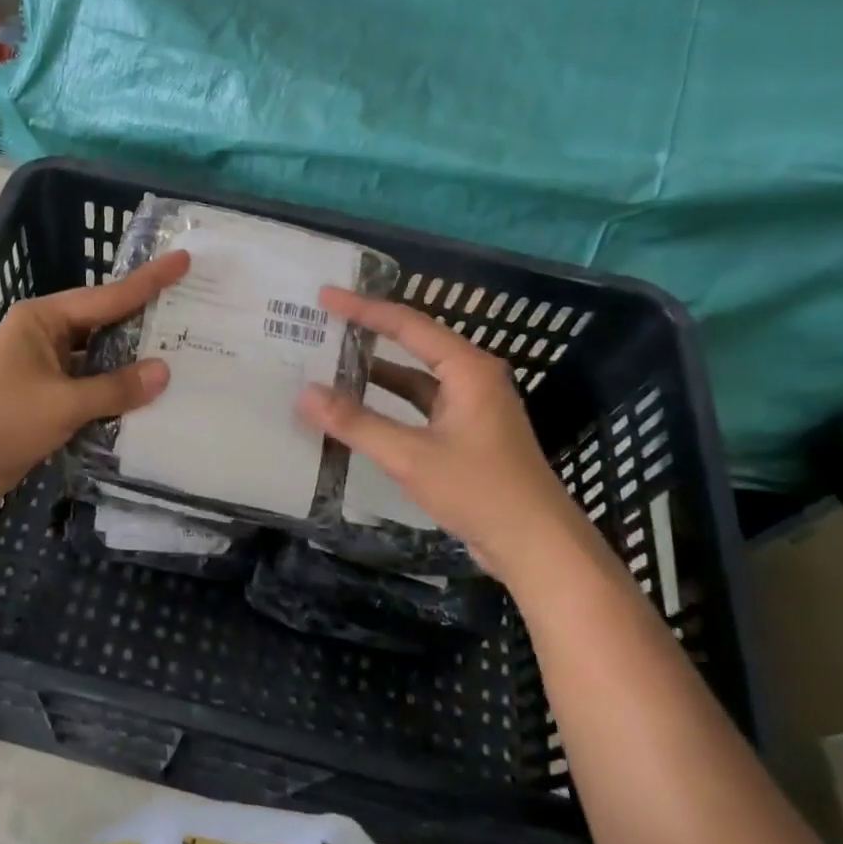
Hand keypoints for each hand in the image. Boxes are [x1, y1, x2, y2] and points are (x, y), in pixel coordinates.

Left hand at [0, 251, 190, 505]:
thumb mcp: (61, 403)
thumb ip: (114, 388)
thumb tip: (164, 371)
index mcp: (43, 320)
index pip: (107, 297)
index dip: (148, 281)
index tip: (183, 261)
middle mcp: (45, 338)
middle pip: (104, 325)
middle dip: (144, 323)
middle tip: (192, 312)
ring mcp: (45, 371)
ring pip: (98, 361)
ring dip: (131, 365)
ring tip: (182, 357)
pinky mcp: (45, 402)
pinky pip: (89, 391)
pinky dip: (114, 396)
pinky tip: (149, 401)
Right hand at [296, 288, 598, 581]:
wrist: (537, 547)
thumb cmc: (480, 491)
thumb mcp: (412, 456)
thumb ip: (357, 423)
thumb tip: (305, 394)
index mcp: (467, 369)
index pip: (407, 325)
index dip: (363, 309)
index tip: (325, 297)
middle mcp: (472, 378)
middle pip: (413, 343)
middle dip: (369, 333)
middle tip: (324, 324)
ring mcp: (471, 407)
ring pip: (416, 377)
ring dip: (377, 371)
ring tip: (332, 362)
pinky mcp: (467, 434)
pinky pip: (420, 404)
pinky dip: (390, 402)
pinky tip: (360, 409)